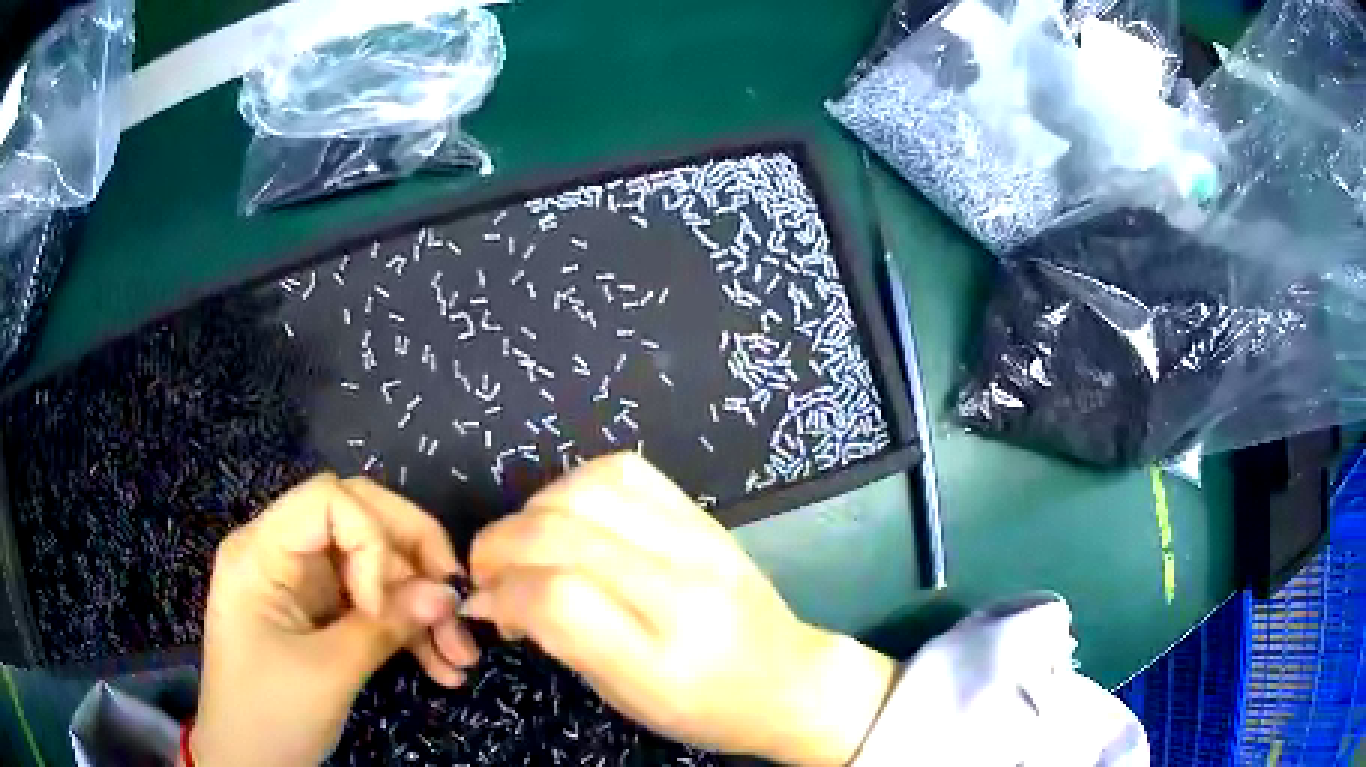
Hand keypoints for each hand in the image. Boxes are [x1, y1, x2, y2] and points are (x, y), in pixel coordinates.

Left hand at [191, 474, 479, 766]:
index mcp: (261, 551)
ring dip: (419, 606)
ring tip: (460, 656)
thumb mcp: (328, 674)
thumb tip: (448, 594)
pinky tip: (440, 667)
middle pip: (357, 521)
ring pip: (372, 567)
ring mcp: (300, 586)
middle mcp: (280, 554)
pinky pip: (369, 605)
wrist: (247, 762)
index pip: (328, 500)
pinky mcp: (317, 616)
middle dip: (412, 557)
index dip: (372, 538)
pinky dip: (406, 631)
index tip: (384, 604)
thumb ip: (385, 627)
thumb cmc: (270, 715)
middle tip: (455, 599)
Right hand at [464, 454, 896, 765]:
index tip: (483, 604)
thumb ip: (559, 639)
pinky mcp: (703, 515)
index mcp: (659, 656)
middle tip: (489, 574)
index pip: (556, 598)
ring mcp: (697, 541)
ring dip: (533, 512)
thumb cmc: (704, 707)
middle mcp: (680, 587)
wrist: (788, 679)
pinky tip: (571, 518)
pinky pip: (625, 471)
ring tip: (527, 545)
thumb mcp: (624, 695)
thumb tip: (496, 595)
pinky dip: (577, 486)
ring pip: (587, 490)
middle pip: (560, 533)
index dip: (500, 593)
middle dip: (499, 546)